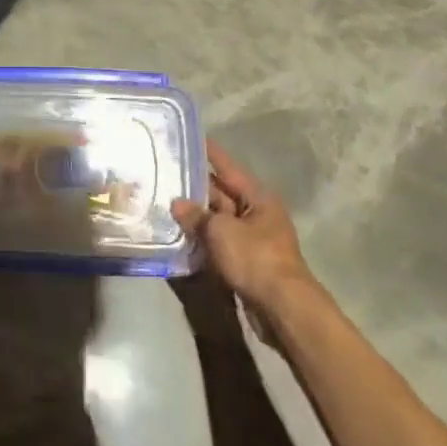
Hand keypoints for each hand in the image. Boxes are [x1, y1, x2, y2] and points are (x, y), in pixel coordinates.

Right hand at [171, 142, 317, 312]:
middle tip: (165, 172)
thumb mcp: (221, 231)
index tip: (189, 138)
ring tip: (164, 201)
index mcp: (258, 197)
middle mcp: (257, 213)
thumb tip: (177, 203)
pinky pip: (219, 242)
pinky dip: (201, 238)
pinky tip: (179, 234)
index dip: (208, 153)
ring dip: (196, 215)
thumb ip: (197, 216)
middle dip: (195, 186)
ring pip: (218, 219)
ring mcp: (252, 238)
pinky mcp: (245, 261)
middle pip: (222, 193)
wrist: (282, 308)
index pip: (227, 167)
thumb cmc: (255, 258)